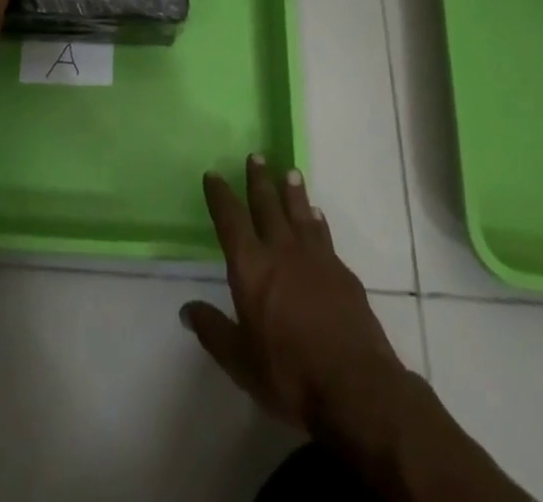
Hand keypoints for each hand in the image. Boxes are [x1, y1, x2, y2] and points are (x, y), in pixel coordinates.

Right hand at [181, 156, 408, 433]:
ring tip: (290, 172)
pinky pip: (324, 235)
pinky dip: (317, 220)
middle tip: (256, 156)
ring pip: (300, 213)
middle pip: (267, 205)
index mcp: (251, 268)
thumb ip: (213, 331)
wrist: (356, 386)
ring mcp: (315, 258)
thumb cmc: (290, 375)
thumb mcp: (241, 362)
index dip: (220, 196)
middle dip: (259, 180)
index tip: (213, 174)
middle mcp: (281, 251)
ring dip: (293, 192)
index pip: (230, 220)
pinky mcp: (342, 272)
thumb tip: (186, 309)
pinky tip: (317, 215)